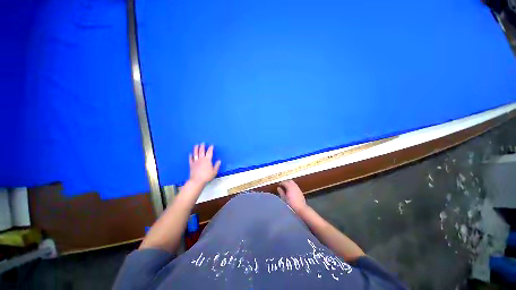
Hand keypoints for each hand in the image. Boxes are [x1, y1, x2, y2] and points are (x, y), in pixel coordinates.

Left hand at [189, 143, 220, 184]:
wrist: (197, 181)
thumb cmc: (207, 176)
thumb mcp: (214, 171)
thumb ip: (217, 165)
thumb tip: (219, 161)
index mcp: (207, 160)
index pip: (209, 152)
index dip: (210, 148)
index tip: (211, 145)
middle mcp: (201, 159)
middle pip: (201, 151)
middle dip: (202, 146)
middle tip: (202, 143)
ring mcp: (195, 161)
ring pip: (195, 153)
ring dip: (196, 148)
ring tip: (196, 145)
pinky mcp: (191, 165)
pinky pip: (190, 159)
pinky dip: (190, 156)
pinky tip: (190, 153)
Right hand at [277, 180, 307, 213]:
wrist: (301, 208)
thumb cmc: (291, 204)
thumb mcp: (284, 198)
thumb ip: (281, 192)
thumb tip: (278, 188)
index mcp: (290, 187)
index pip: (284, 182)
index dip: (281, 183)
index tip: (278, 185)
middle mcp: (294, 186)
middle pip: (289, 181)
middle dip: (285, 182)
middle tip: (282, 185)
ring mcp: (298, 188)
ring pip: (293, 183)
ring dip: (289, 184)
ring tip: (286, 188)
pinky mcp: (300, 191)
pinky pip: (295, 186)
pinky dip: (292, 186)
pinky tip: (290, 190)